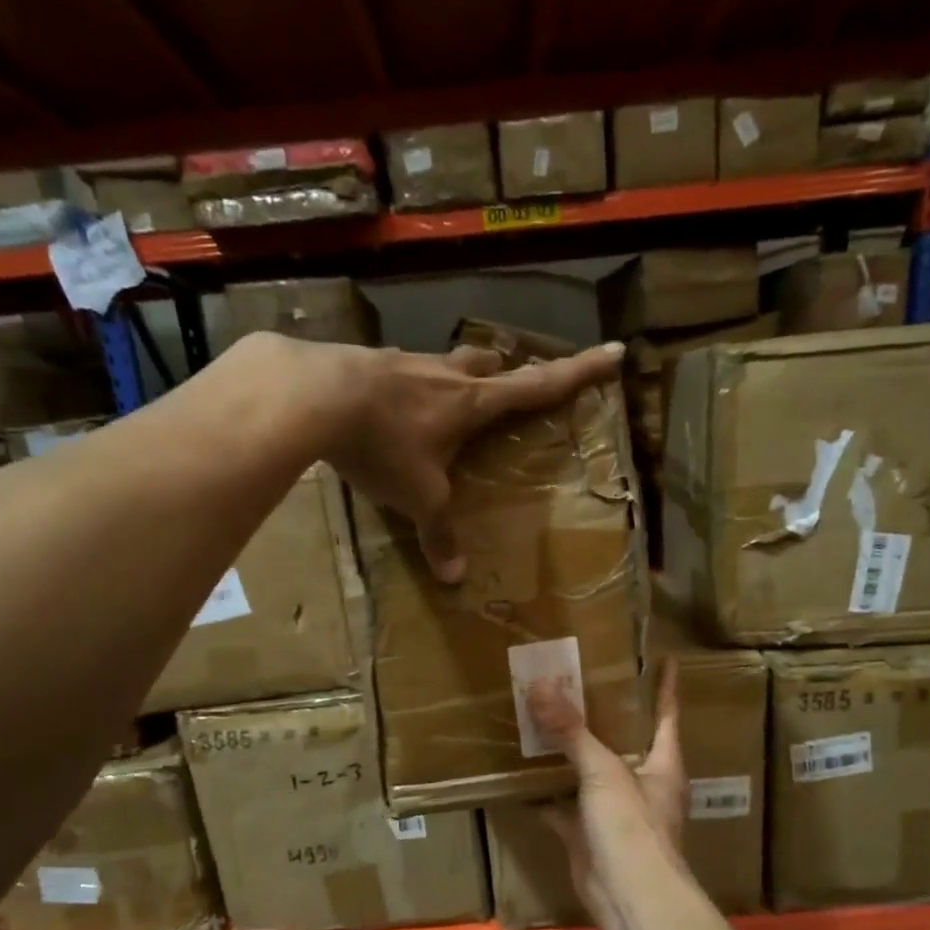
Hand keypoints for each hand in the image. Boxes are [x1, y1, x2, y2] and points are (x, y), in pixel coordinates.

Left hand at [304, 336, 622, 581]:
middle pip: (490, 366)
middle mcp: (447, 375)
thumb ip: (438, 534)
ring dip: (454, 378)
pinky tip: (387, 406)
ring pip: (445, 364)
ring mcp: (407, 361)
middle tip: (508, 390)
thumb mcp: (418, 497)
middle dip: (506, 376)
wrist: (314, 395)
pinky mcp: (370, 361)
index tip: (616, 350)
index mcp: (474, 403)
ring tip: (443, 402)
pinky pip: (401, 371)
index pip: (540, 385)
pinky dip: (406, 386)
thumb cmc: (385, 445)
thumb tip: (454, 579)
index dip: (581, 371)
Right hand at [530, 662, 684, 916]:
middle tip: (575, 679)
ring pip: (588, 772)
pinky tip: (519, 773)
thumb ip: (572, 731)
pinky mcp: (587, 833)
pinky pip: (562, 805)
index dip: (665, 686)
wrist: (630, 900)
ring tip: (541, 717)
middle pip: (622, 739)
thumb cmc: (632, 827)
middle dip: (602, 714)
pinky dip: (543, 792)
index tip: (663, 657)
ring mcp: (614, 810)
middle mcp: (641, 782)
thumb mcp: (603, 771)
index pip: (666, 713)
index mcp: (661, 762)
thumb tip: (541, 685)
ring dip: (568, 752)